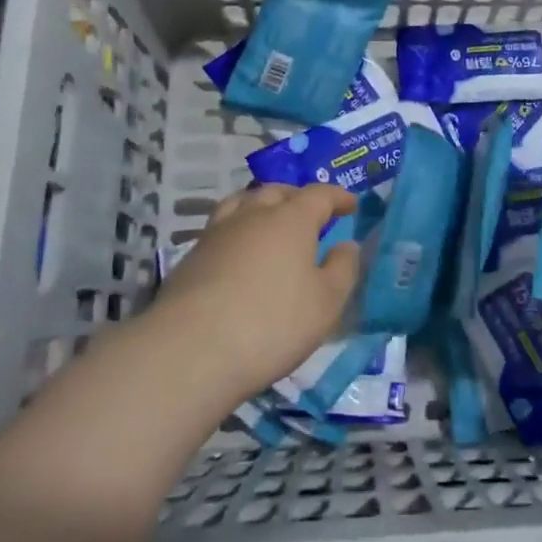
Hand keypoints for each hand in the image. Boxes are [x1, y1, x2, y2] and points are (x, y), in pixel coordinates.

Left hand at [146, 184, 361, 408]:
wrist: (191, 350)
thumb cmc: (273, 323)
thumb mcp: (326, 302)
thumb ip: (342, 269)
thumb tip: (345, 245)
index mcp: (292, 219)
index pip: (320, 195)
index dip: (338, 197)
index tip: (350, 205)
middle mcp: (254, 215)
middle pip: (277, 191)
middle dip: (298, 196)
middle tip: (311, 213)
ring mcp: (218, 233)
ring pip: (243, 203)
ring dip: (262, 206)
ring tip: (271, 222)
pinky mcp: (192, 256)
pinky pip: (222, 227)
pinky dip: (239, 229)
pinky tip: (241, 252)